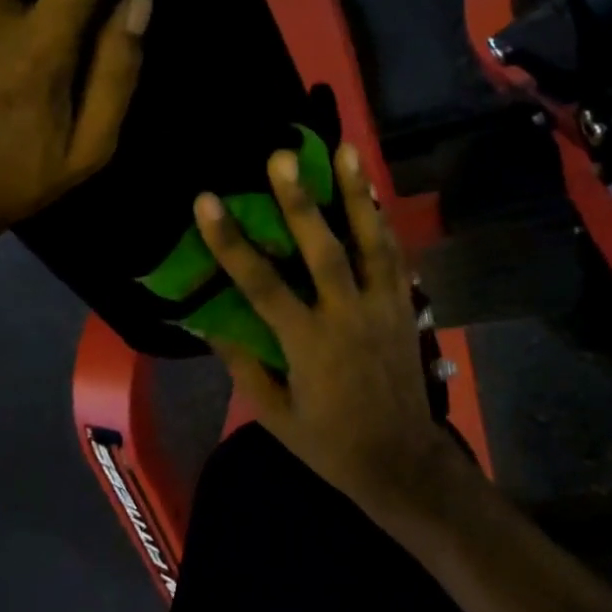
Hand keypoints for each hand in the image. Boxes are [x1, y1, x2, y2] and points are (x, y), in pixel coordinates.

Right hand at [195, 142, 452, 515]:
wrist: (402, 462)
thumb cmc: (330, 444)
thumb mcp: (275, 414)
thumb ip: (244, 364)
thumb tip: (210, 320)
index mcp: (308, 345)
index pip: (262, 286)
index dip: (231, 243)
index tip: (205, 202)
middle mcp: (347, 317)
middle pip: (324, 250)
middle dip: (301, 201)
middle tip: (282, 155)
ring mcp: (383, 308)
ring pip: (371, 242)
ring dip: (357, 193)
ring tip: (346, 149)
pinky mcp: (406, 308)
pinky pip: (395, 256)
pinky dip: (383, 221)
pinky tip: (373, 192)